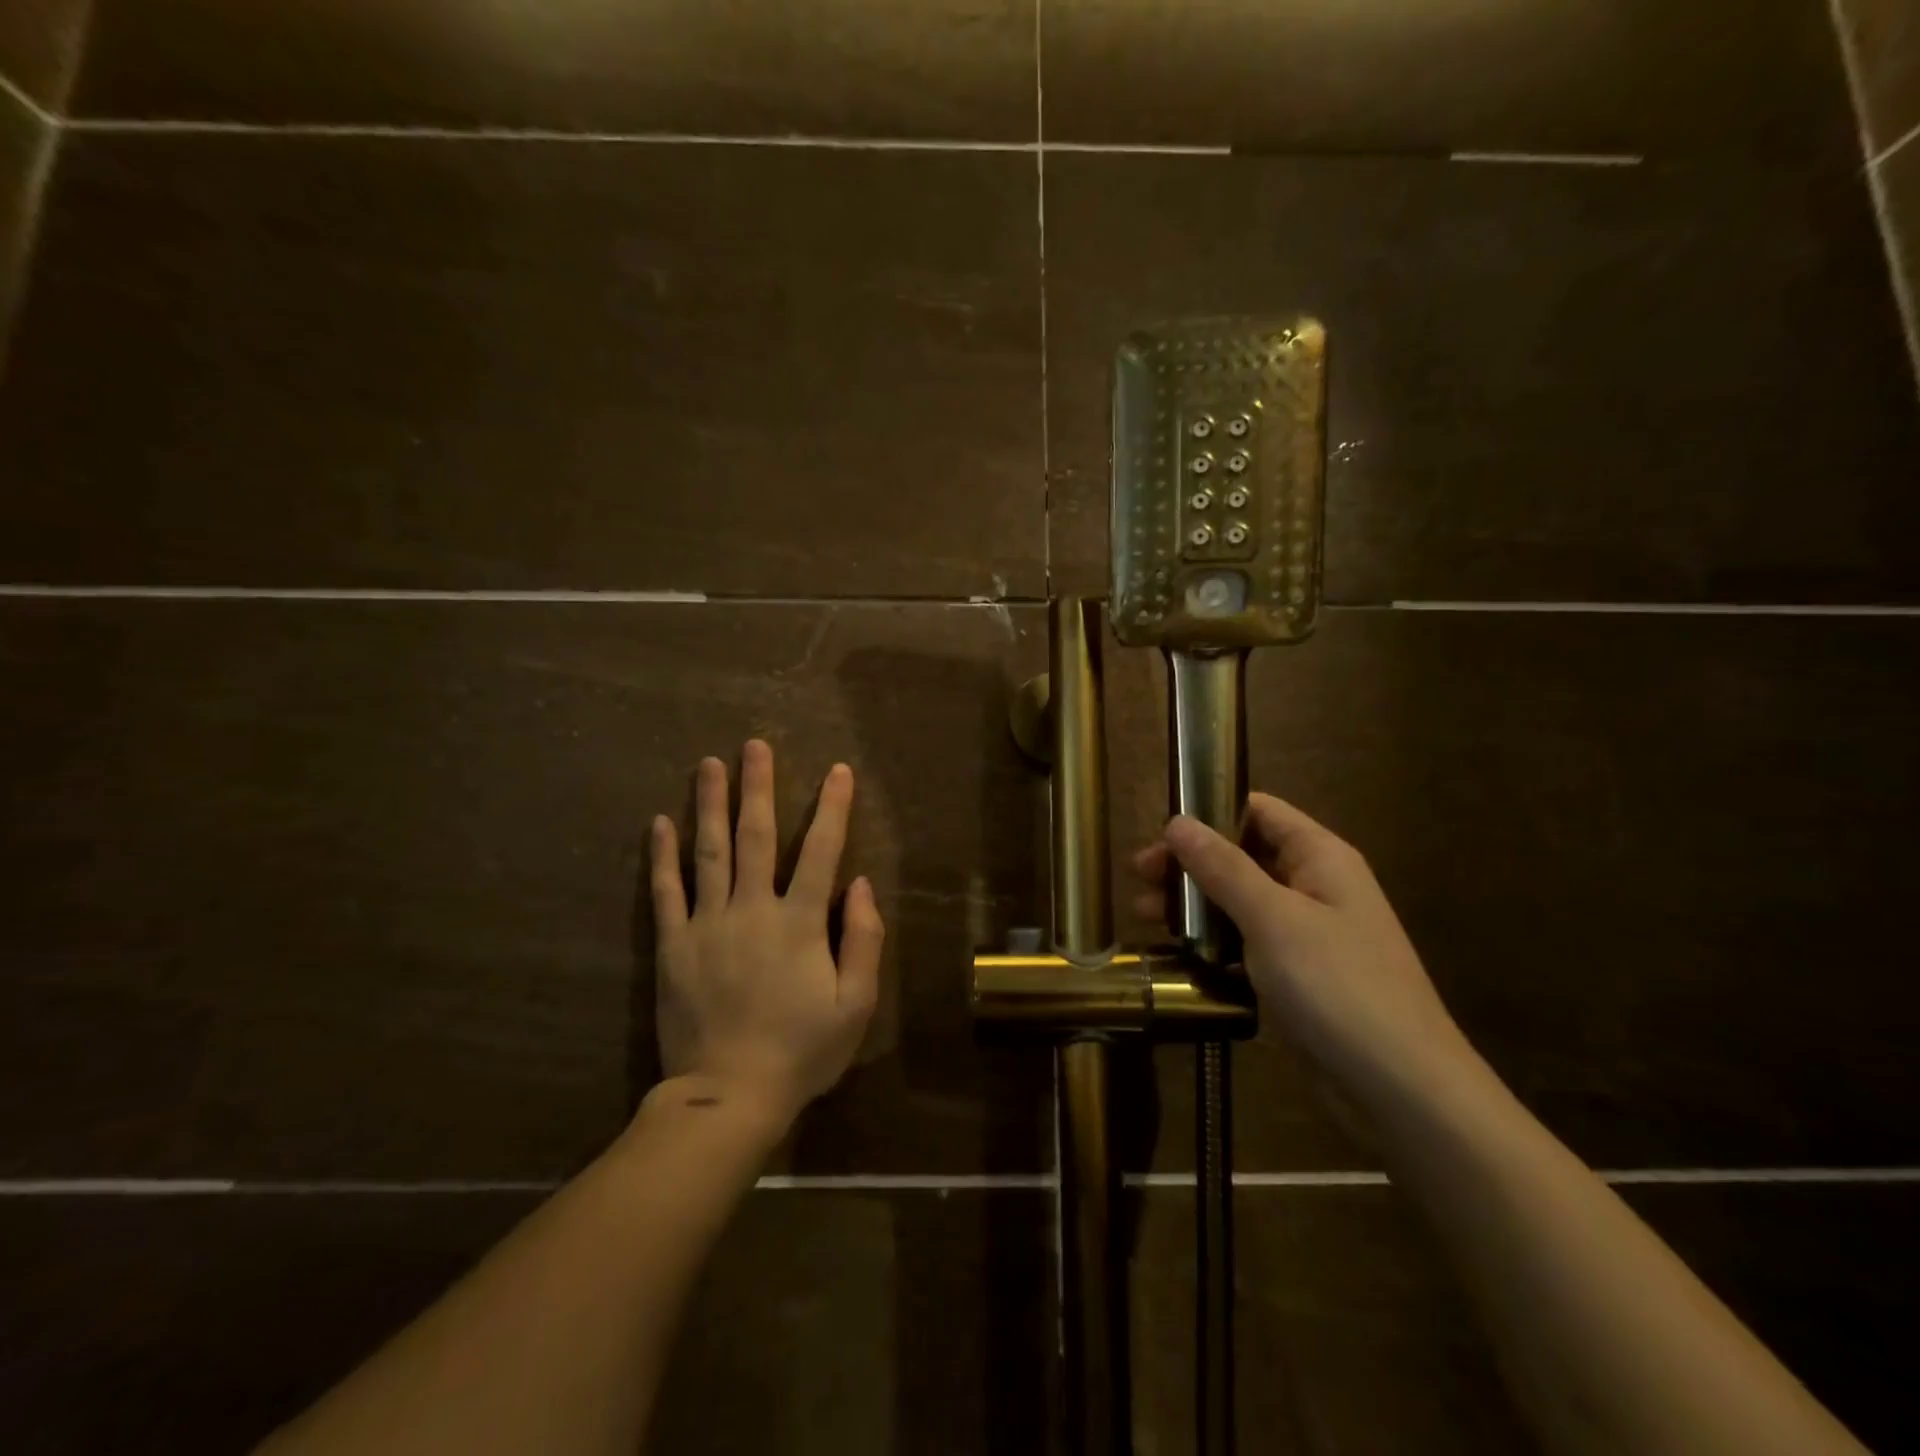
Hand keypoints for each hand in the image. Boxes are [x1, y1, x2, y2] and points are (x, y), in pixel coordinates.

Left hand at [650, 740, 883, 1124]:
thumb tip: (863, 884)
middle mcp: (752, 910)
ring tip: (709, 764)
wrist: (729, 1095)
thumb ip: (864, 940)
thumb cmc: (802, 1051)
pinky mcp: (673, 946)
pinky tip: (660, 822)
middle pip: (755, 836)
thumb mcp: (856, 1004)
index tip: (838, 770)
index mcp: (800, 922)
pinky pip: (665, 892)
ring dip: (710, 804)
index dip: (832, 808)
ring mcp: (707, 925)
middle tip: (754, 745)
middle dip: (758, 787)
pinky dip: (662, 856)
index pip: (821, 851)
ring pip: (708, 852)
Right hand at [1133, 795, 1471, 1100]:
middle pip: (1242, 855)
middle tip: (1140, 879)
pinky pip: (1246, 942)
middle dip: (1190, 863)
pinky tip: (1179, 955)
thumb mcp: (1273, 919)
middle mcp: (1314, 885)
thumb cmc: (1338, 987)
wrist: (1402, 1089)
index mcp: (1319, 857)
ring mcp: (1306, 933)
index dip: (1209, 813)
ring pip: (1240, 901)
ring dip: (1194, 904)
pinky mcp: (1297, 974)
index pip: (1258, 811)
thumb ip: (1223, 867)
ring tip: (1146, 917)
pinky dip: (1213, 942)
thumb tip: (1177, 822)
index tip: (1159, 834)